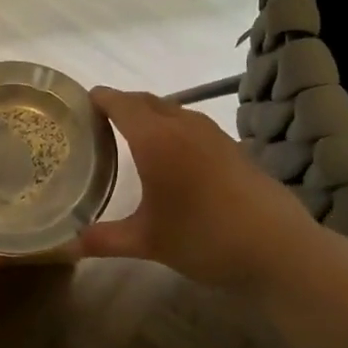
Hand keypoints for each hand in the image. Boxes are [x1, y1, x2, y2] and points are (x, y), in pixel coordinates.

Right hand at [78, 87, 317, 290]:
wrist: (279, 248)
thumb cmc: (205, 238)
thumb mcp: (148, 242)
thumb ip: (105, 239)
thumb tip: (68, 247)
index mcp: (156, 139)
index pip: (121, 104)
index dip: (100, 98)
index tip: (81, 100)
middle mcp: (183, 126)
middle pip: (146, 101)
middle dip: (121, 104)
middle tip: (98, 121)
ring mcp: (213, 134)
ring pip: (172, 110)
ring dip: (149, 115)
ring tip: (131, 135)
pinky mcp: (233, 146)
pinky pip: (191, 124)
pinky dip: (172, 128)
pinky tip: (172, 155)